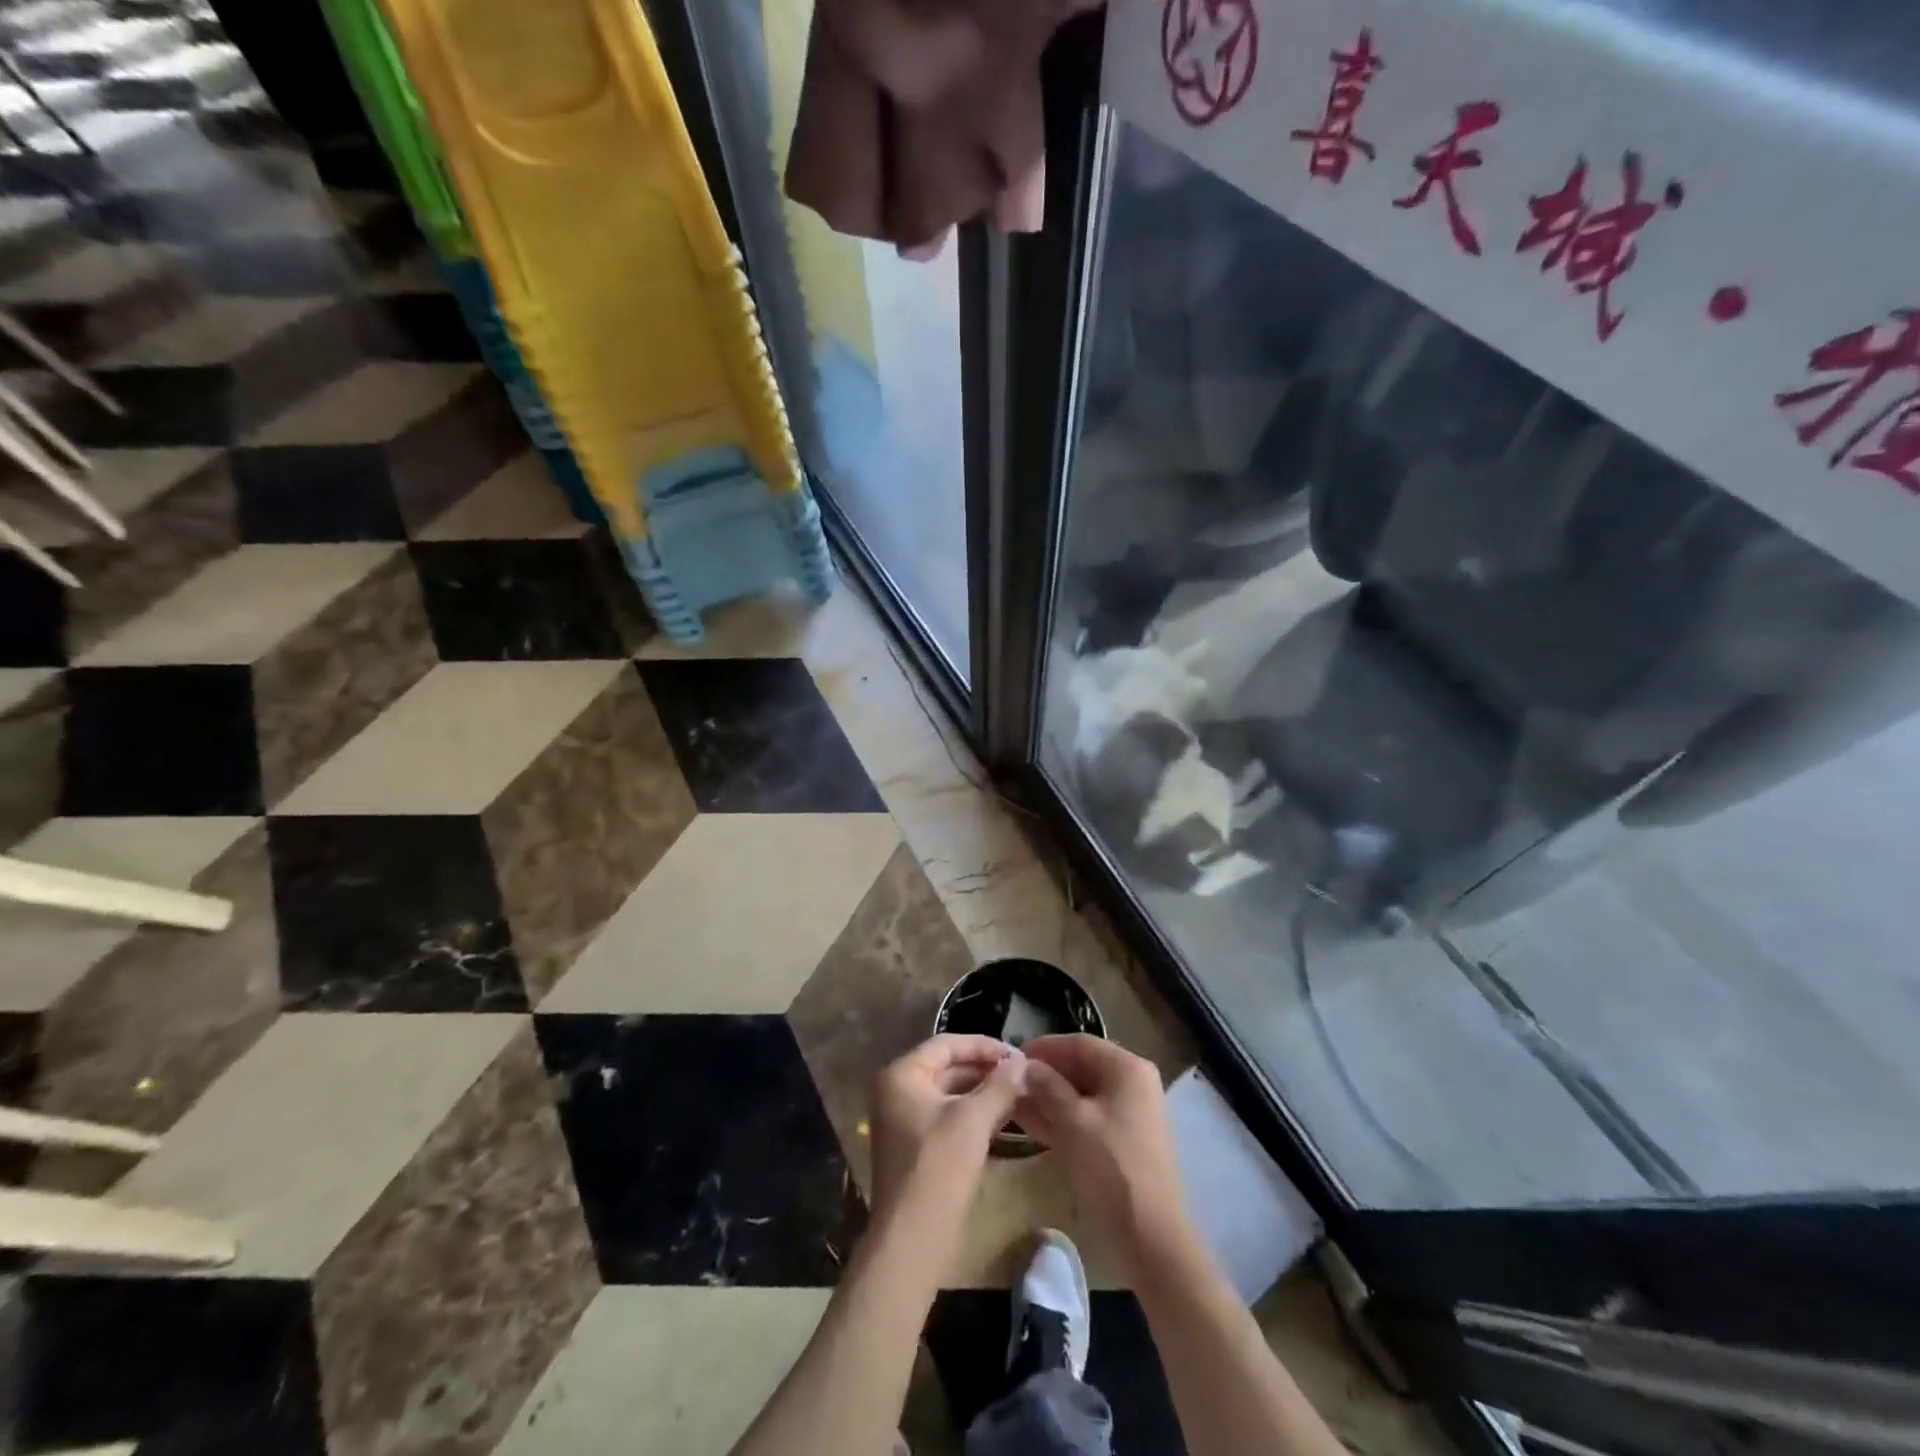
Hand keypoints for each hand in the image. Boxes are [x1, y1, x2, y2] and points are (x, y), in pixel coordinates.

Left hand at [869, 1034, 1025, 1226]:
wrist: (912, 1239)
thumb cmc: (938, 1167)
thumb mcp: (973, 1120)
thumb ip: (999, 1085)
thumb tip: (1022, 1061)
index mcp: (902, 1075)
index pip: (946, 1045)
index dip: (983, 1046)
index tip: (1017, 1053)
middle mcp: (897, 1091)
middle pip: (948, 1067)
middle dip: (986, 1070)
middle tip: (1023, 1073)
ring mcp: (904, 1120)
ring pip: (950, 1094)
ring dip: (983, 1093)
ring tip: (1020, 1093)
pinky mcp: (916, 1147)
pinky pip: (948, 1117)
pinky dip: (974, 1115)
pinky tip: (1004, 1118)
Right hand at [1015, 1035, 1191, 1269]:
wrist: (1151, 1237)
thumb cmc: (1111, 1168)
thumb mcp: (1073, 1122)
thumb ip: (1047, 1087)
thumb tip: (1024, 1065)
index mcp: (1127, 1068)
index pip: (1078, 1043)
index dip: (1043, 1048)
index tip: (1011, 1057)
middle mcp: (1132, 1083)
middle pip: (1081, 1067)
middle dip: (1044, 1074)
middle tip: (1009, 1083)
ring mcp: (1130, 1113)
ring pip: (1081, 1094)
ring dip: (1048, 1097)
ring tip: (1012, 1103)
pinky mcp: (1123, 1140)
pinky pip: (1087, 1117)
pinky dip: (1061, 1118)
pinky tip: (1031, 1124)